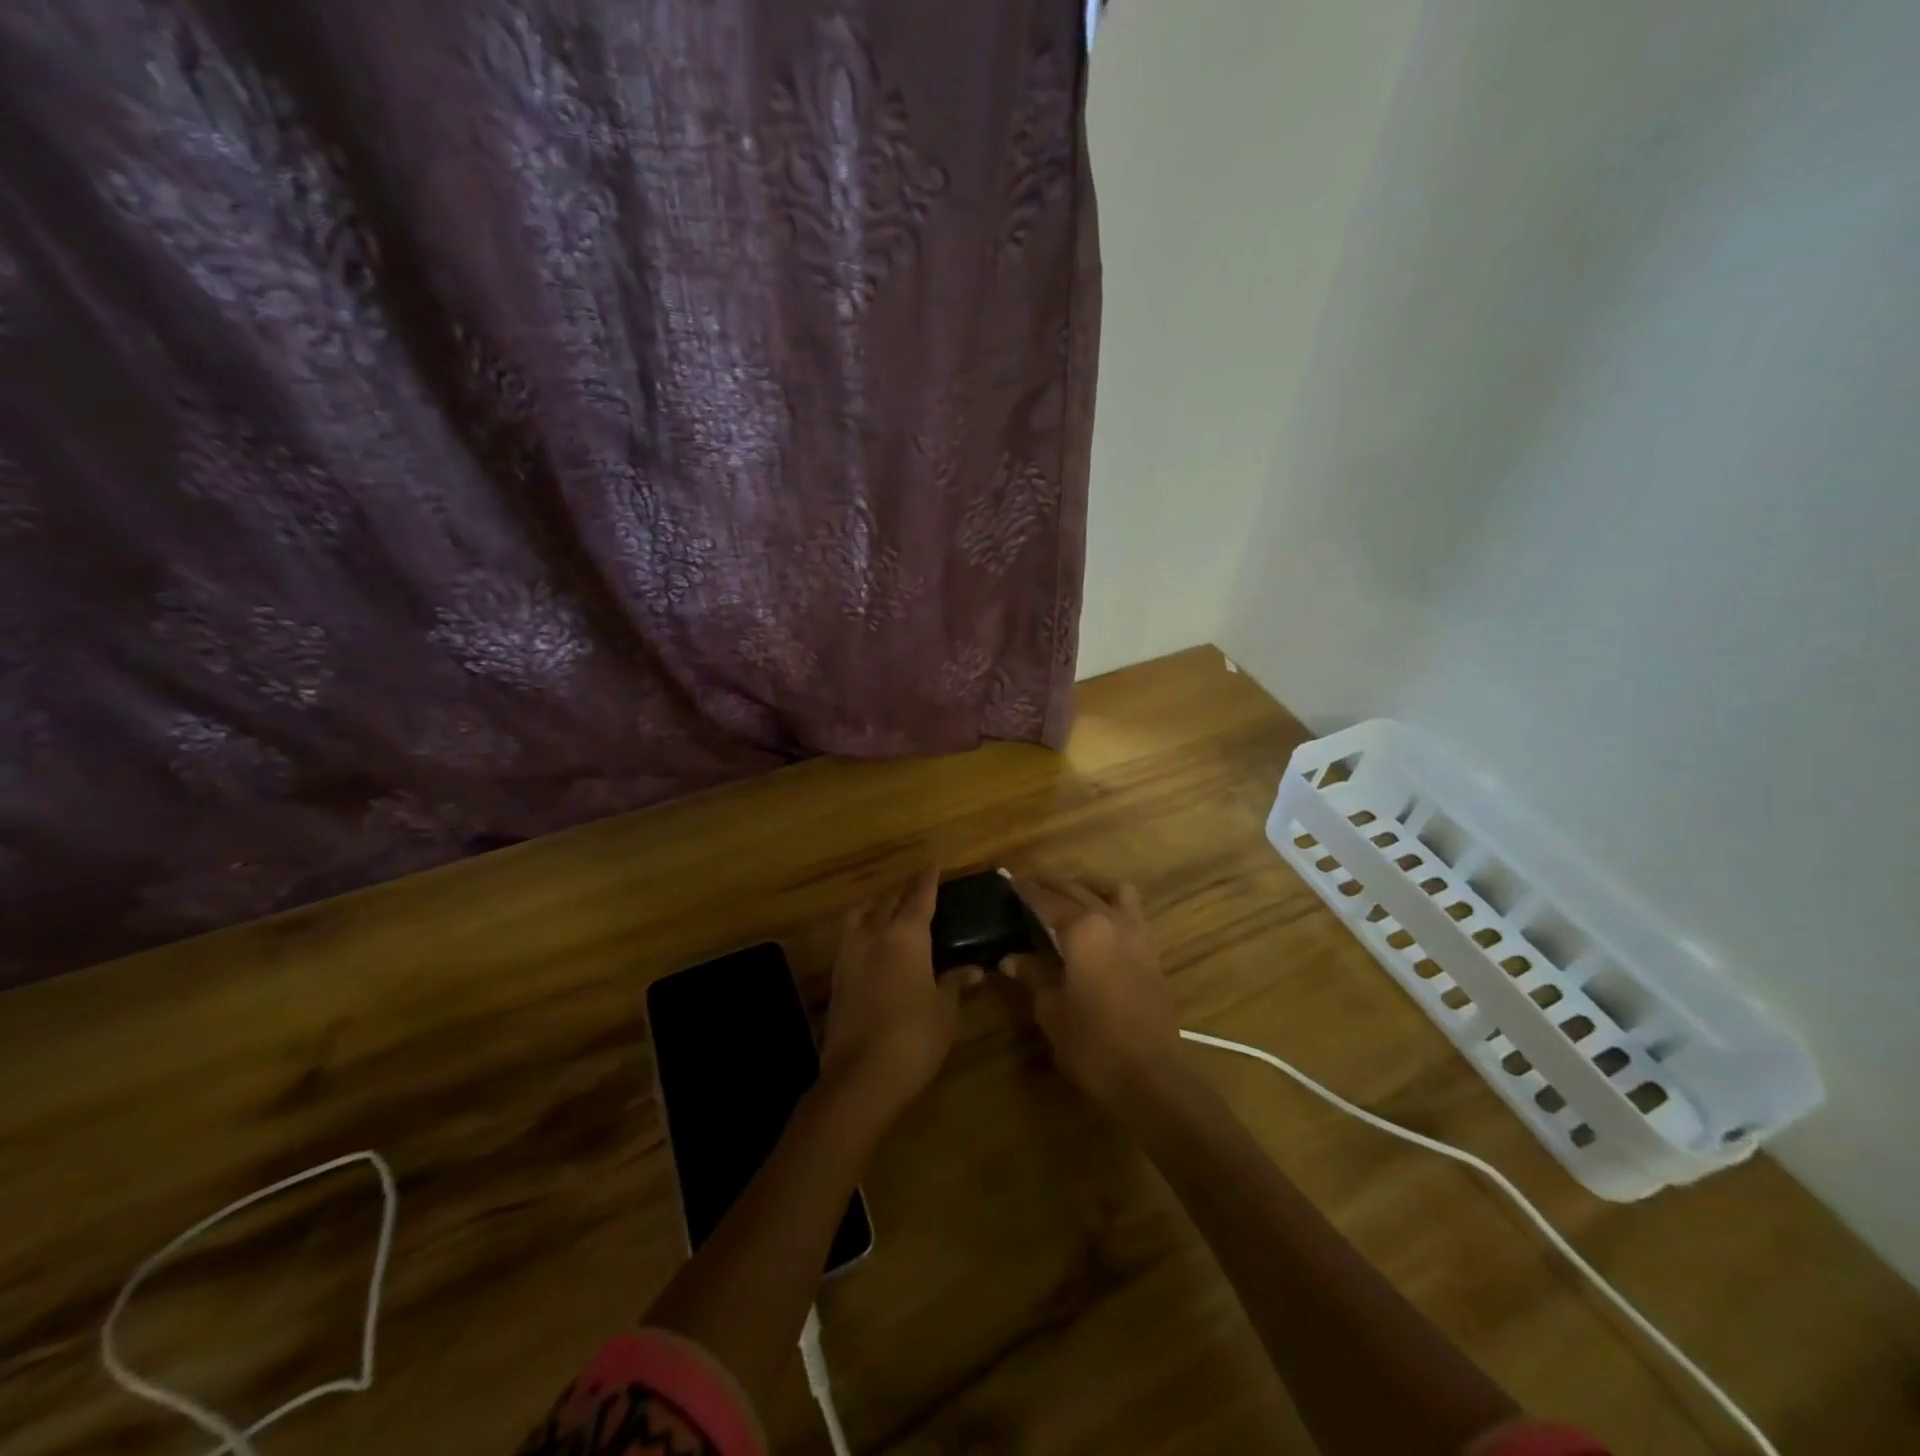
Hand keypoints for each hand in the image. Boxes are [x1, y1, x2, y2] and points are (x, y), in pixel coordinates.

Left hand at [820, 867, 977, 1126]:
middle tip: (919, 890)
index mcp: (906, 935)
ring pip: (862, 914)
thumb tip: (973, 969)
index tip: (933, 864)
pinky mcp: (836, 976)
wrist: (860, 1076)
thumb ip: (954, 983)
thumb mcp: (944, 1010)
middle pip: (889, 901)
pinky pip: (850, 937)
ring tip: (890, 912)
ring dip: (877, 907)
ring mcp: (850, 954)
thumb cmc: (914, 1037)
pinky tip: (873, 944)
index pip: (920, 896)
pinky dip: (863, 930)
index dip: (928, 879)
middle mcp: (874, 934)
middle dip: (905, 892)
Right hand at [1003, 875, 1186, 1111]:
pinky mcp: (1151, 953)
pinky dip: (1110, 905)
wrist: (1151, 1076)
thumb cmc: (1092, 1043)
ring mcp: (1136, 934)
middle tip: (1028, 885)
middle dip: (1050, 884)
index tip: (1008, 881)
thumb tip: (1011, 959)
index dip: (1025, 890)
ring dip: (1087, 887)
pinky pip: (1130, 912)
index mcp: (1082, 929)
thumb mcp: (1051, 1009)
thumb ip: (1033, 975)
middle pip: (1076, 889)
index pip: (1046, 900)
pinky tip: (1096, 925)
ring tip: (1067, 897)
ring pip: (1111, 891)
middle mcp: (1110, 920)